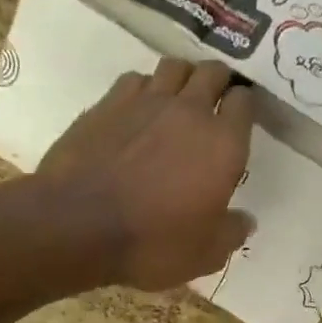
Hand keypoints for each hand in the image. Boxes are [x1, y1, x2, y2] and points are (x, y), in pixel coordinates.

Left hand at [37, 58, 255, 289]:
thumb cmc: (152, 243)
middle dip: (218, 81)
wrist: (77, 225)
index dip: (245, 106)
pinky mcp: (108, 103)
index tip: (239, 120)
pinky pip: (135, 79)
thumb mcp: (205, 255)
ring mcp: (146, 101)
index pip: (244, 102)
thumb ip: (231, 233)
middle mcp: (189, 111)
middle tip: (214, 101)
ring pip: (174, 67)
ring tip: (179, 98)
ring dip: (183, 78)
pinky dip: (143, 88)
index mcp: (223, 145)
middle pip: (212, 72)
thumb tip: (245, 221)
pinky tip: (138, 109)